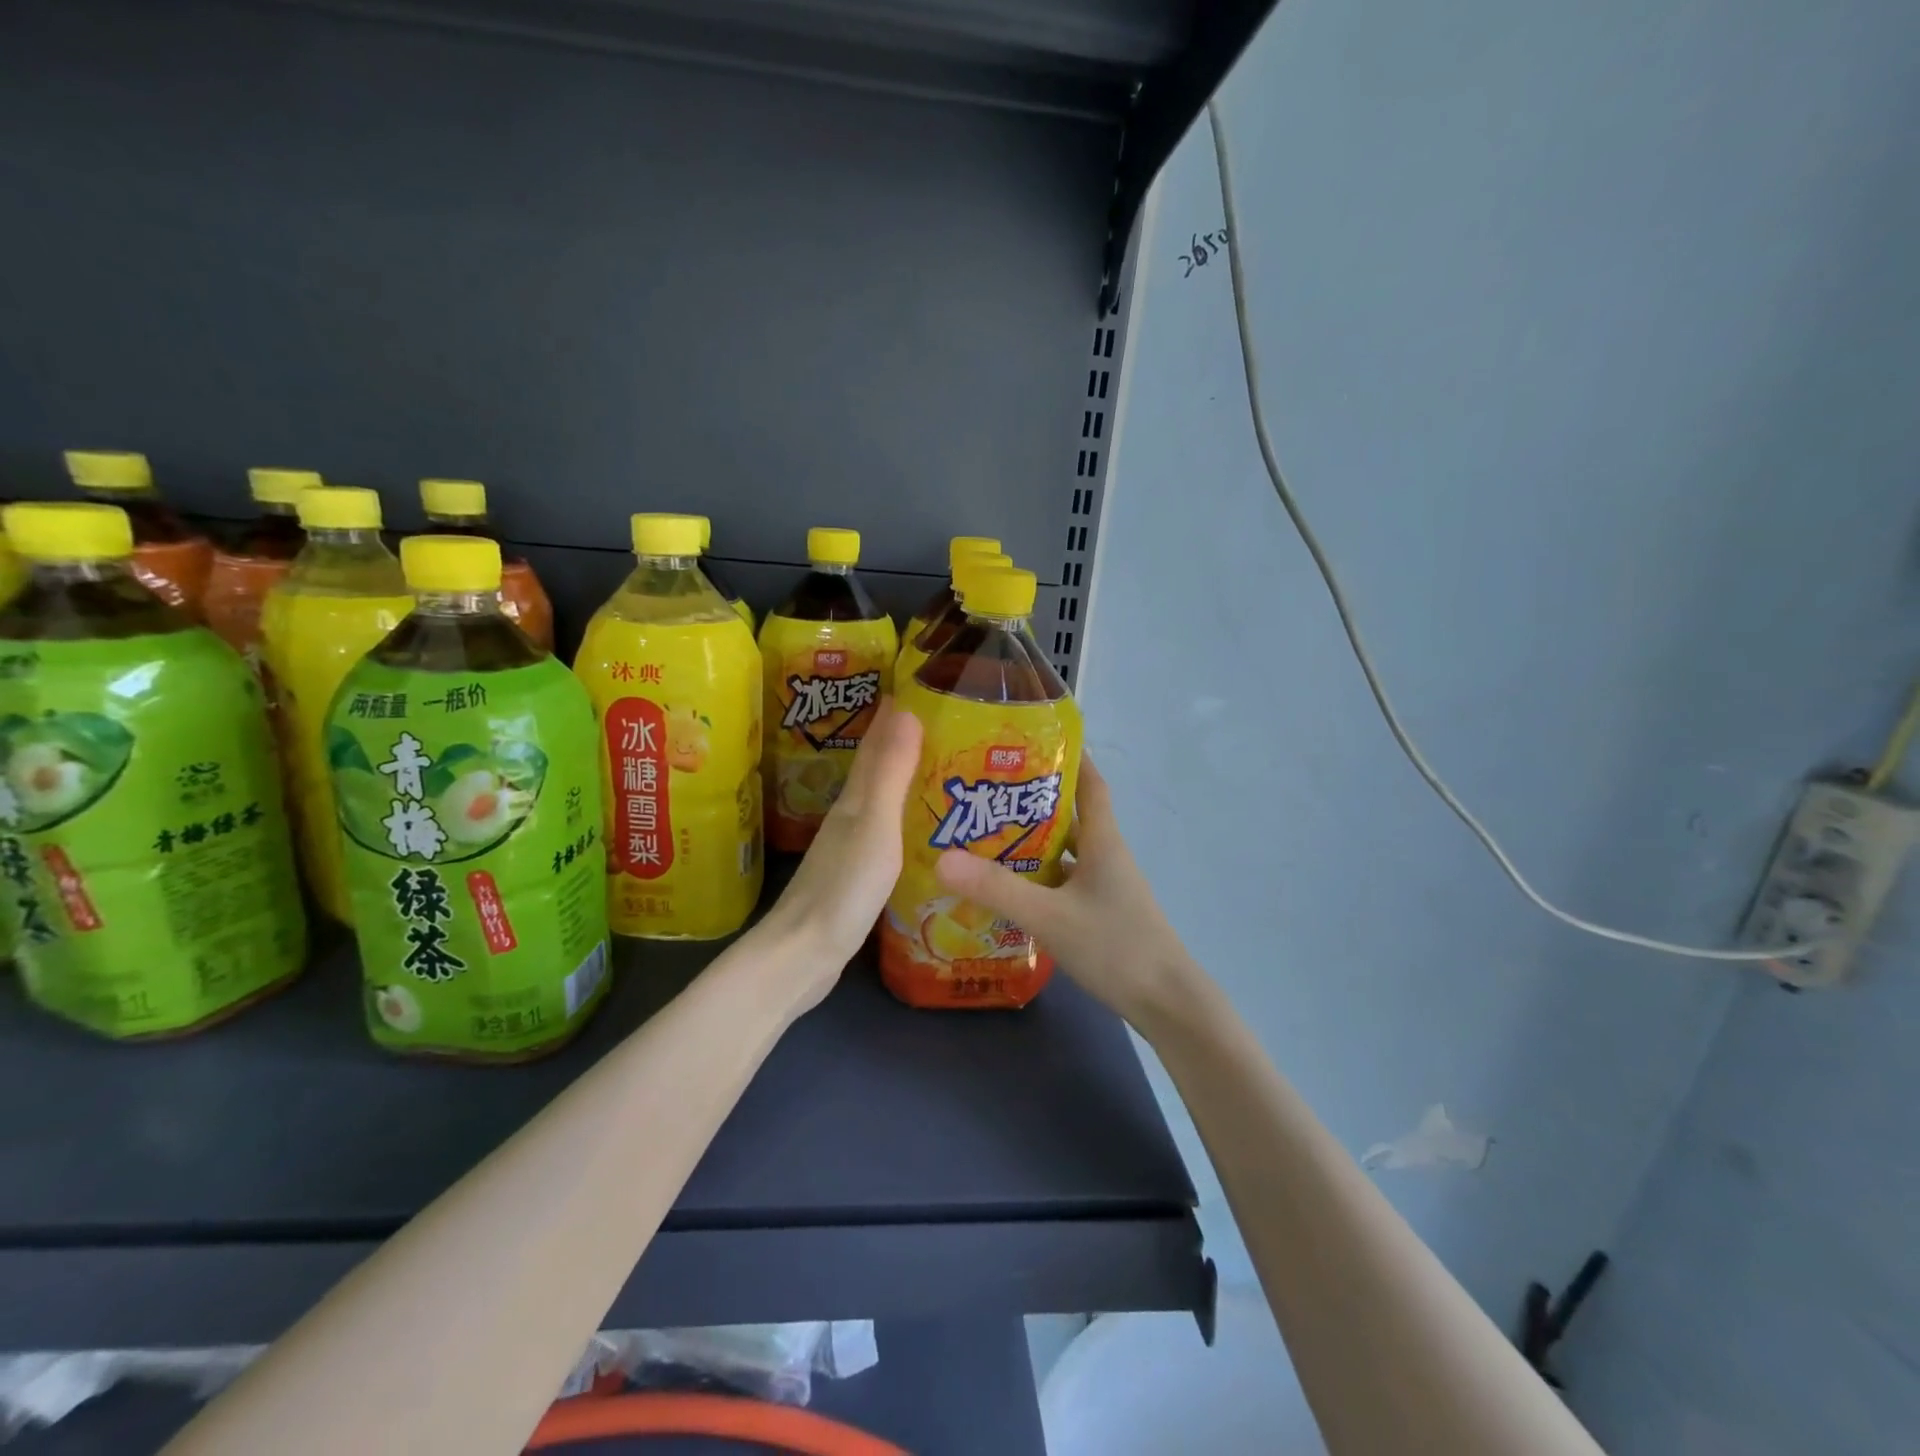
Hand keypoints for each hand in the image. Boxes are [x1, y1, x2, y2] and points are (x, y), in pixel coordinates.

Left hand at [760, 703, 923, 1010]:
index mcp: (856, 801)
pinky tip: (919, 828)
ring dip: (902, 780)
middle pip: (877, 770)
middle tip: (939, 723)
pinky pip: (886, 833)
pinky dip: (903, 819)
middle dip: (901, 742)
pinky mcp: (856, 877)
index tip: (915, 687)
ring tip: (937, 768)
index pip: (875, 746)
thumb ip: (890, 773)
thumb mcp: (875, 826)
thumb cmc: (843, 888)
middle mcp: (850, 818)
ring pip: (881, 801)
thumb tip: (903, 708)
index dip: (892, 717)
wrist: (804, 955)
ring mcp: (850, 849)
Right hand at [934, 757, 1200, 1030]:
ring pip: (1065, 854)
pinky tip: (1009, 890)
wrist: (1167, 1004)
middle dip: (1032, 802)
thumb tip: (942, 858)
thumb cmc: (1116, 947)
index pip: (1091, 784)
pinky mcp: (1101, 914)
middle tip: (987, 793)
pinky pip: (1064, 884)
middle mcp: (1106, 857)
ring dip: (1032, 844)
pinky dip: (1039, 880)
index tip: (1035, 740)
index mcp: (1103, 842)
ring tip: (985, 838)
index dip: (1071, 757)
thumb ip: (998, 890)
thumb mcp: (1050, 917)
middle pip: (1070, 818)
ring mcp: (1105, 888)